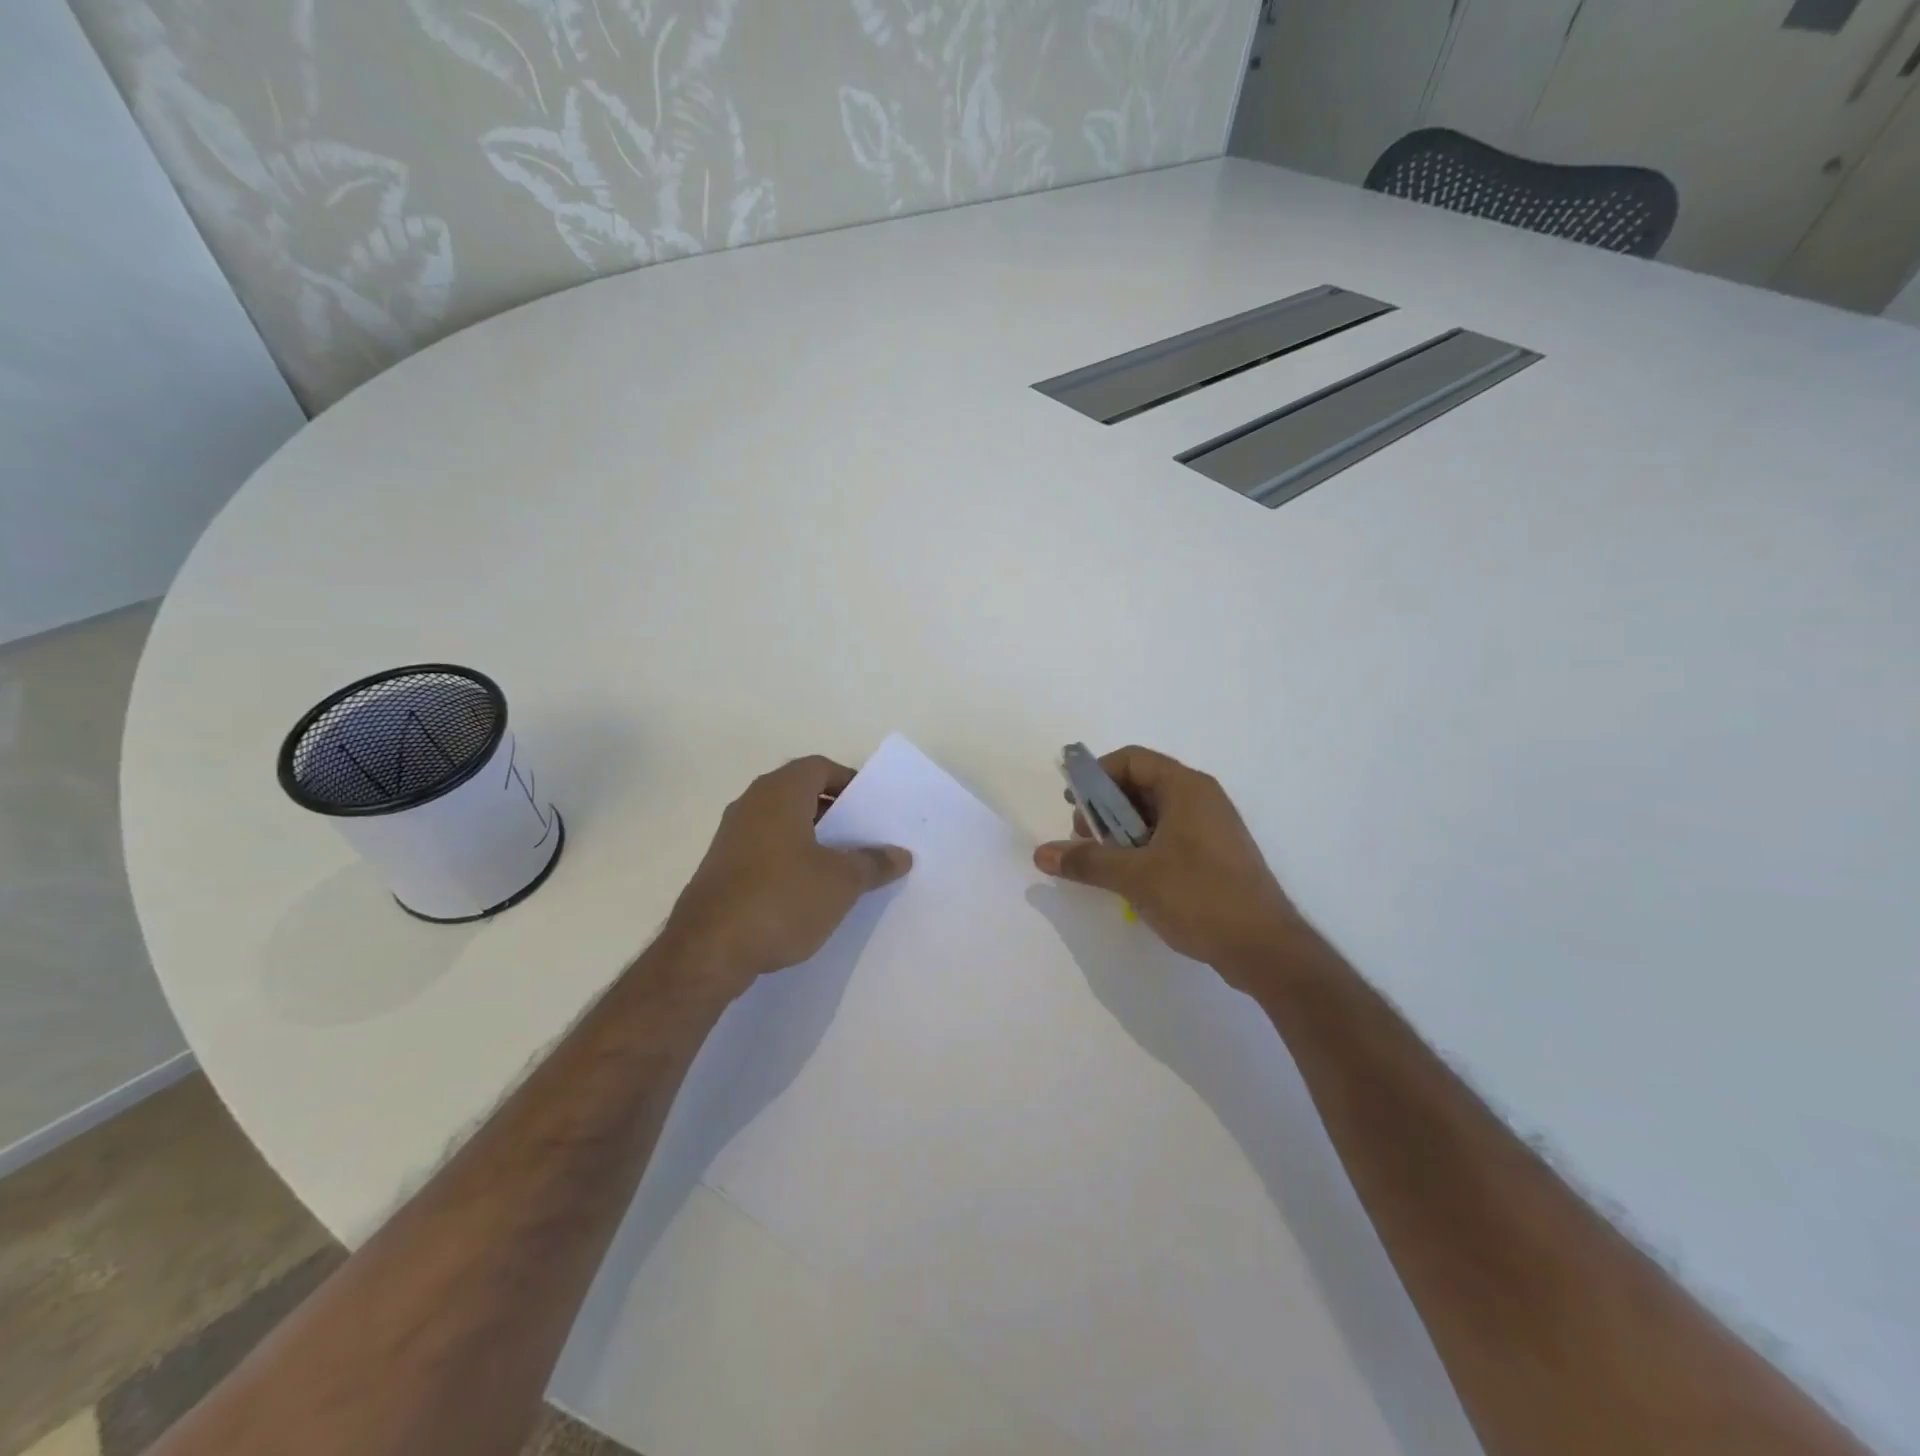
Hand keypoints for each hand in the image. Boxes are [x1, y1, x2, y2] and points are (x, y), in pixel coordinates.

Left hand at [662, 756, 911, 995]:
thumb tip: (901, 854)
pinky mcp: (722, 868)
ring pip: (783, 824)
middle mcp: (751, 804)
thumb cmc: (781, 899)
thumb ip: (874, 863)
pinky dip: (791, 859)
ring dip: (814, 838)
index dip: (850, 782)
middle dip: (836, 812)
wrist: (707, 952)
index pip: (820, 768)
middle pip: (801, 794)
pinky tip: (809, 891)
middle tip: (867, 836)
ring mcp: (731, 837)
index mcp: (780, 793)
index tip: (874, 808)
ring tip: (844, 866)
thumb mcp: (841, 883)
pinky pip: (766, 849)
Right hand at [1034, 746, 1302, 985]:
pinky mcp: (1214, 857)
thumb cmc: (1200, 897)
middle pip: (1141, 785)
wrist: (1265, 949)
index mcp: (1187, 788)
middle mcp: (1201, 799)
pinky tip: (1129, 879)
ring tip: (1102, 863)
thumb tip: (1041, 853)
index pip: (1132, 760)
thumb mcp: (1135, 876)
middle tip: (1084, 840)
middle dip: (1105, 808)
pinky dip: (1142, 849)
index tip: (1073, 805)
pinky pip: (1169, 838)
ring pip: (1154, 815)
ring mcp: (1211, 829)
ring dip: (1121, 832)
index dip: (1097, 776)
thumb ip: (1087, 860)